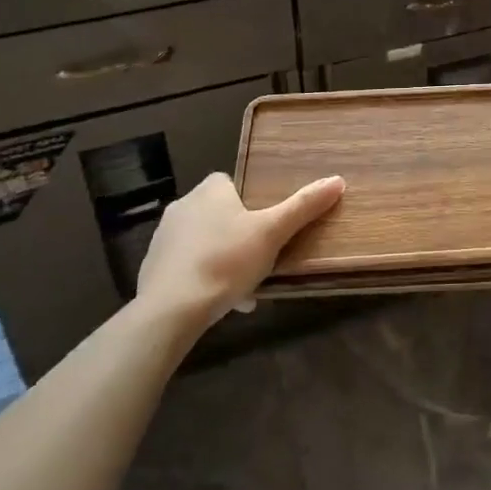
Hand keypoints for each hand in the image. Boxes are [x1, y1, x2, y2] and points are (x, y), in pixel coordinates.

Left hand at [137, 172, 344, 330]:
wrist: (171, 309)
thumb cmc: (226, 260)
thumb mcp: (272, 233)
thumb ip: (303, 206)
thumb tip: (337, 180)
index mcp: (210, 190)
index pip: (232, 184)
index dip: (251, 203)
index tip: (267, 226)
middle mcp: (183, 206)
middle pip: (219, 215)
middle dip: (239, 237)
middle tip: (261, 260)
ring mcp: (164, 238)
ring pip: (204, 244)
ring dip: (223, 261)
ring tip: (245, 289)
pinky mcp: (152, 268)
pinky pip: (186, 267)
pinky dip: (203, 280)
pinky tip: (220, 303)